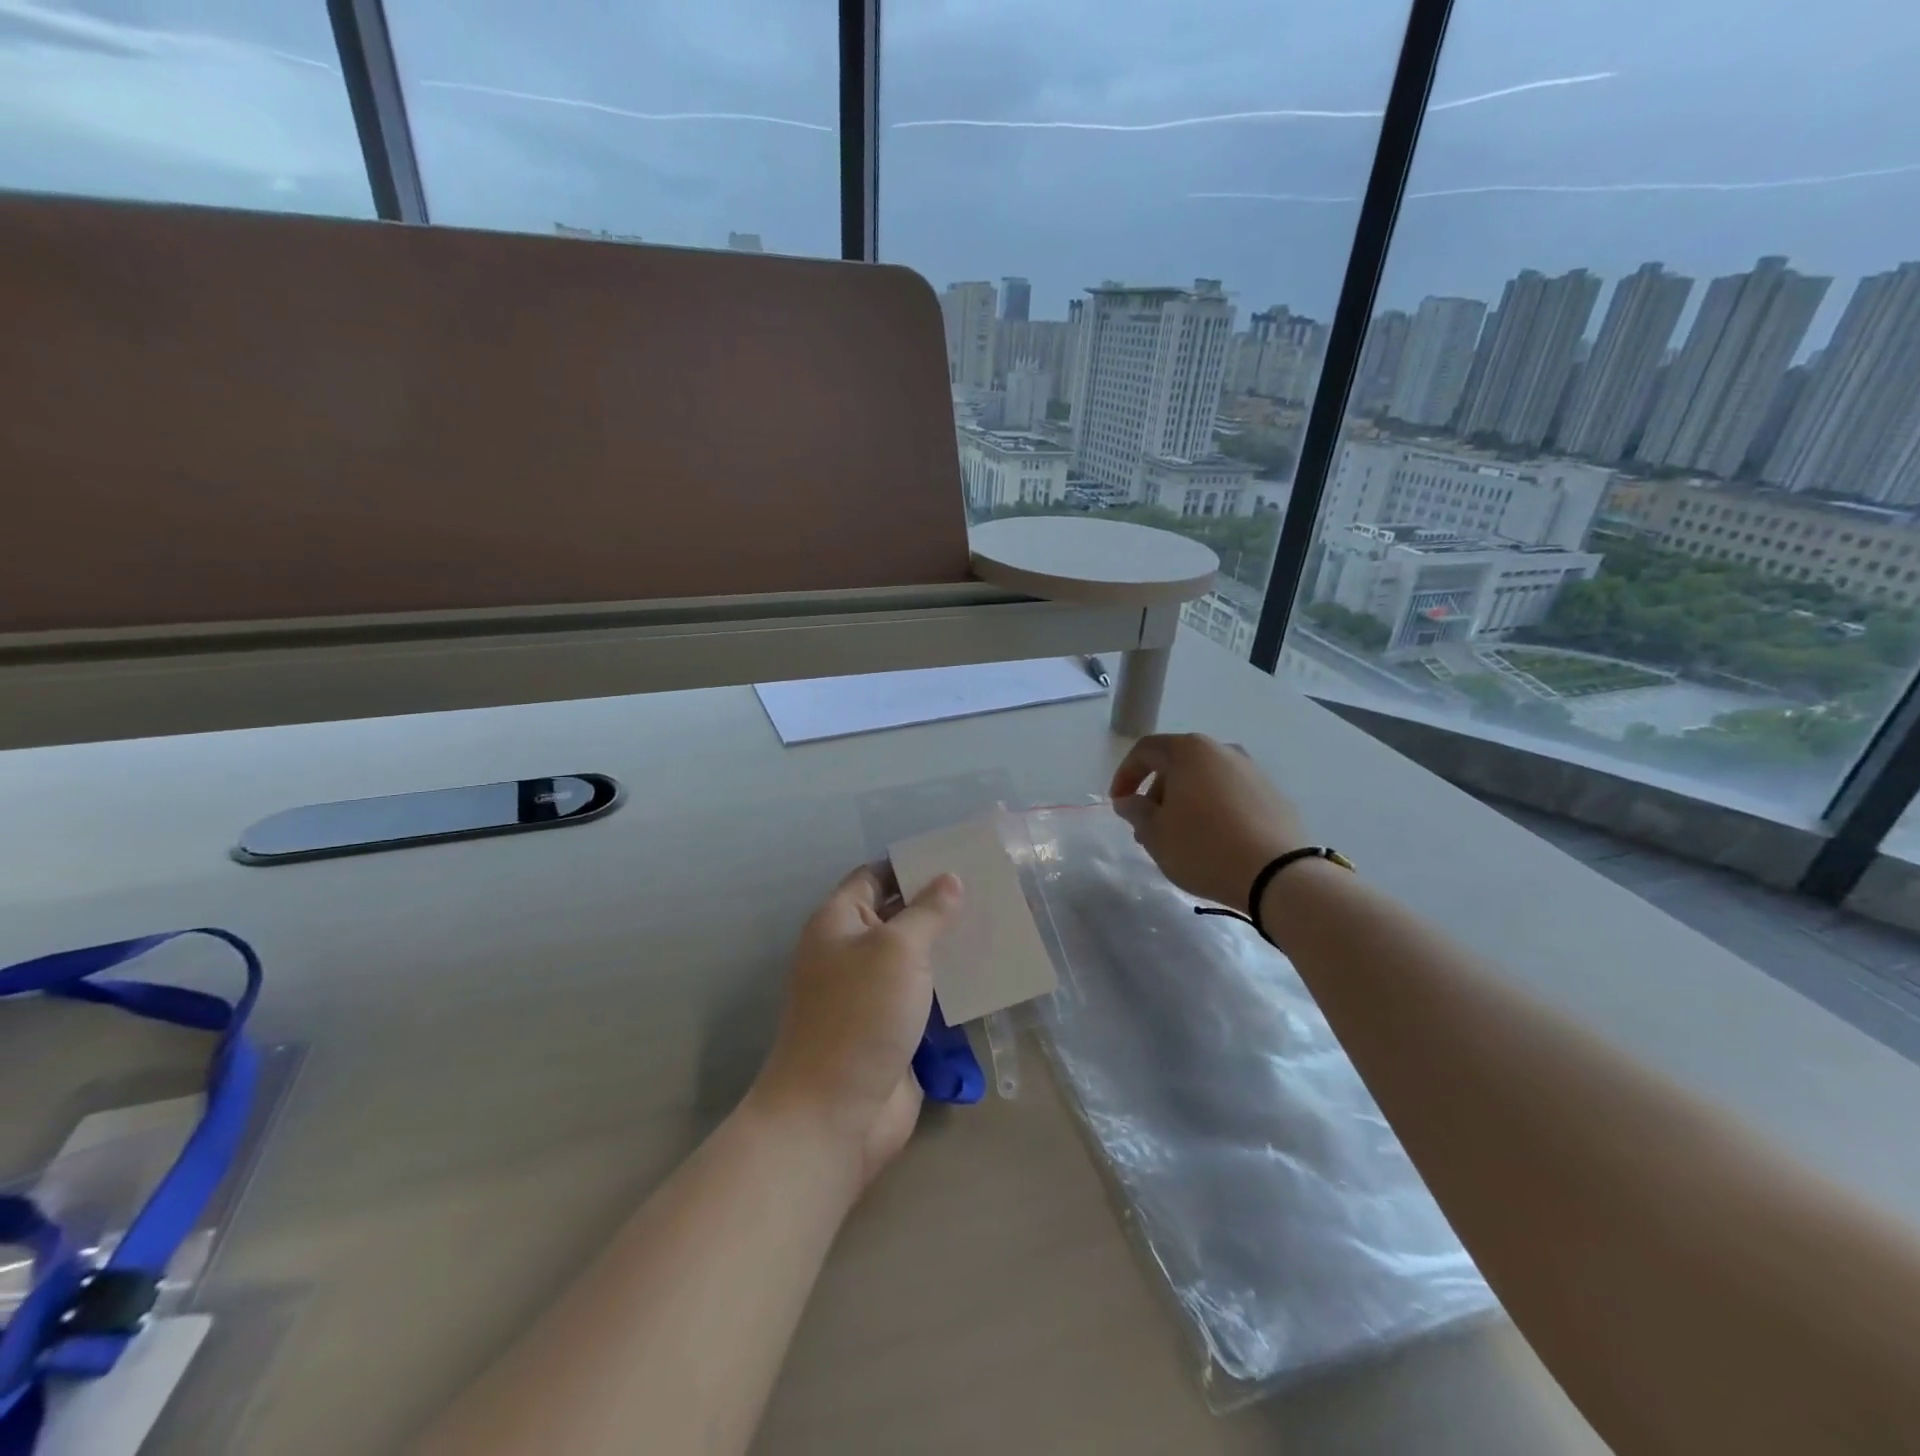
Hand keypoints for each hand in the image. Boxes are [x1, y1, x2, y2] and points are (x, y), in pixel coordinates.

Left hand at [750, 864, 963, 1191]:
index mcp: (839, 922)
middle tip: (990, 888)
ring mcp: (872, 993)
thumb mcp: (897, 950)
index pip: (875, 876)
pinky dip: (954, 984)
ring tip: (999, 923)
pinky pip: (927, 995)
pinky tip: (991, 972)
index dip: (911, 865)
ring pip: (917, 957)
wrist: (834, 1115)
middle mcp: (852, 952)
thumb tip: (950, 879)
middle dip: (940, 903)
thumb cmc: (860, 1016)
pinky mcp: (893, 1029)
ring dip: (951, 945)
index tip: (957, 856)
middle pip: (899, 915)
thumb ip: (927, 912)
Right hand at [1109, 733, 1307, 909]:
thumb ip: (1136, 812)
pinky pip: (1231, 795)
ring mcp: (1253, 771)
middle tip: (1148, 826)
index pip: (1145, 751)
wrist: (1279, 875)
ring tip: (1179, 837)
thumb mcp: (1155, 834)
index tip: (1118, 803)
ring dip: (1185, 802)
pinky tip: (1213, 840)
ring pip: (1205, 779)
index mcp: (1190, 751)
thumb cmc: (1204, 848)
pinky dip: (1213, 809)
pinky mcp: (1274, 795)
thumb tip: (1129, 801)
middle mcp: (1223, 751)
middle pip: (1177, 763)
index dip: (1125, 775)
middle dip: (1156, 792)